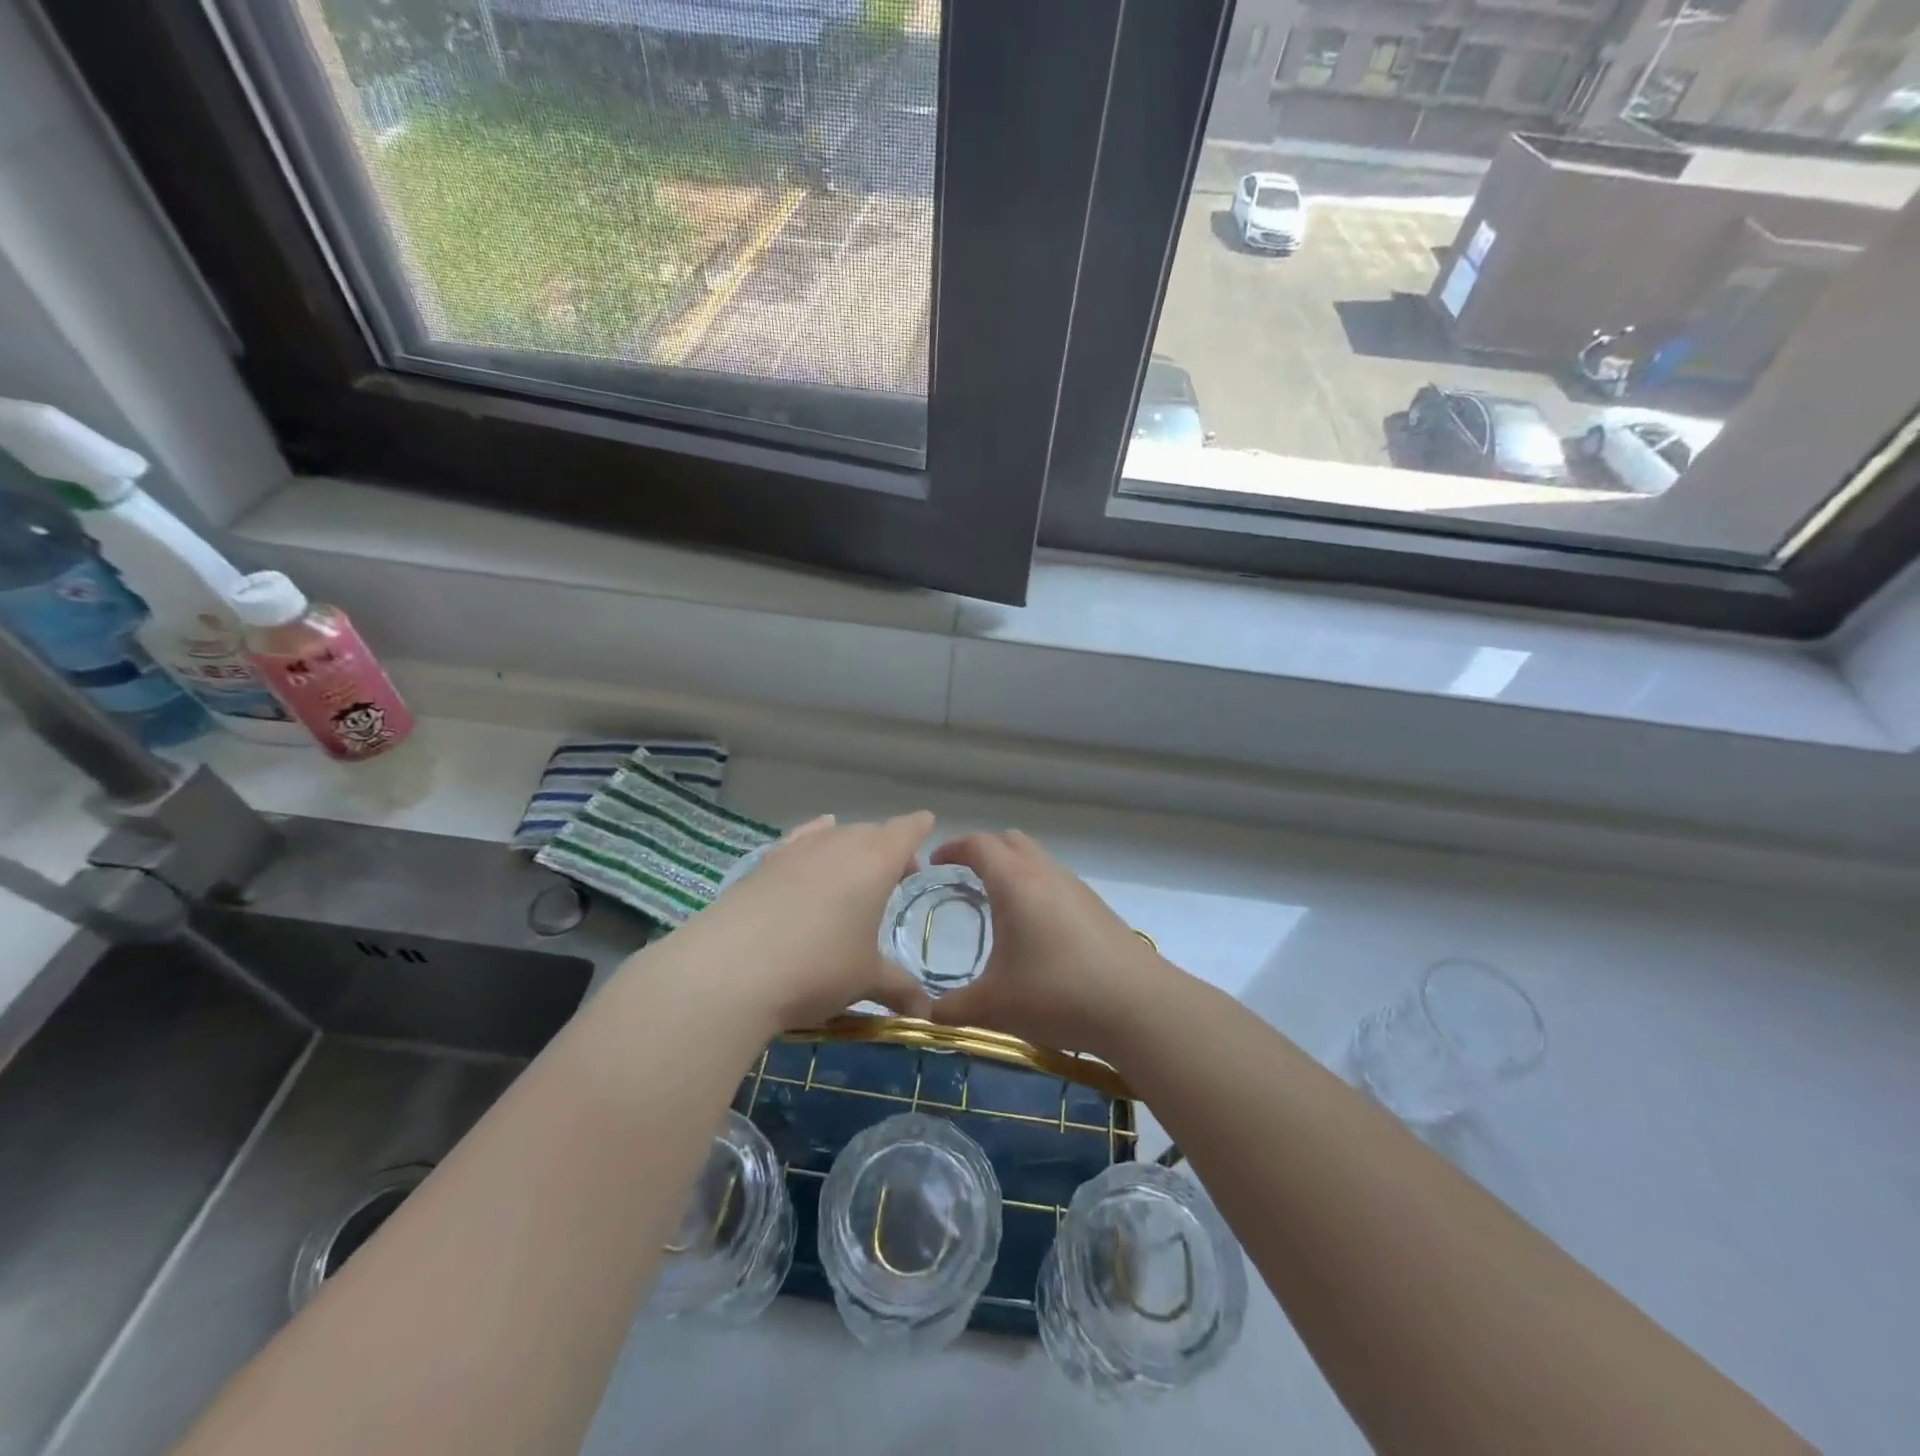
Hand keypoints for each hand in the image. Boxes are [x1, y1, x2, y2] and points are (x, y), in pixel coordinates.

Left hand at [670, 812, 934, 1032]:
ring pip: (835, 835)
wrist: (731, 969)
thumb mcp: (865, 980)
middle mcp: (840, 843)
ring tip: (854, 874)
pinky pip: (800, 840)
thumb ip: (899, 988)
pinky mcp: (764, 862)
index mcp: (876, 861)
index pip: (906, 830)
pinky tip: (811, 849)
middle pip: (871, 832)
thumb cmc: (818, 967)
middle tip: (895, 878)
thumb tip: (925, 1014)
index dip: (919, 828)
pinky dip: (813, 840)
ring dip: (850, 848)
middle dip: (887, 848)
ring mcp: (799, 849)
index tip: (928, 827)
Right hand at [924, 830, 1170, 1059]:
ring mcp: (1077, 888)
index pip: (978, 844)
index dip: (953, 848)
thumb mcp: (993, 1007)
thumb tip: (925, 1015)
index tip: (936, 863)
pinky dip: (1037, 891)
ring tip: (999, 907)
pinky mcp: (1098, 908)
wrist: (1138, 1006)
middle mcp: (1046, 873)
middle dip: (984, 852)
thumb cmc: (1057, 994)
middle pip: (1010, 842)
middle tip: (964, 878)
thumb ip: (951, 1009)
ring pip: (1038, 861)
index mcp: (1015, 882)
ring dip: (1014, 871)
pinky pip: (1057, 884)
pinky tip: (1037, 933)